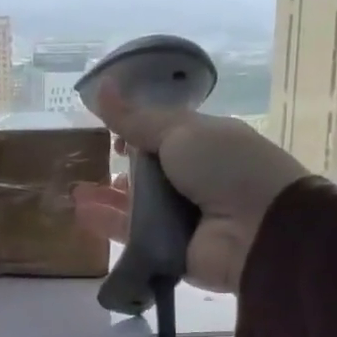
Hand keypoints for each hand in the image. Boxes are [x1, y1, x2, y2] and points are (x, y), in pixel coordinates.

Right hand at [72, 85, 307, 293]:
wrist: (260, 229)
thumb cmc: (227, 167)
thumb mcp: (181, 131)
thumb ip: (137, 118)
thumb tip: (101, 86)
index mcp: (205, 144)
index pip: (163, 135)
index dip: (136, 132)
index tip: (113, 133)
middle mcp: (194, 180)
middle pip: (147, 173)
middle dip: (118, 168)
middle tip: (88, 163)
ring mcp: (181, 217)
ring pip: (135, 206)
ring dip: (106, 196)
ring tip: (76, 190)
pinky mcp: (169, 250)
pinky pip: (132, 235)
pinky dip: (108, 223)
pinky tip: (82, 211)